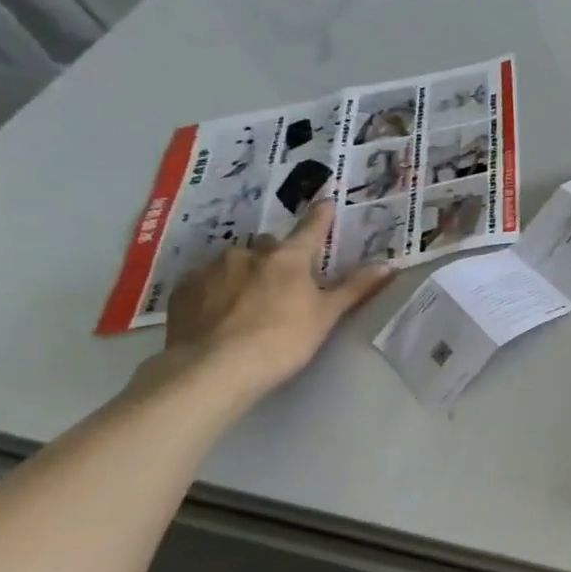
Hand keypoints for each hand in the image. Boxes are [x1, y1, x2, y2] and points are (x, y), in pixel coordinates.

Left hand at [156, 202, 393, 396]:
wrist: (213, 369)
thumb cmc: (282, 340)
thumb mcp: (326, 316)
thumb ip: (354, 288)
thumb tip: (387, 264)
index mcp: (287, 258)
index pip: (310, 230)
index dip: (321, 217)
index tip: (326, 202)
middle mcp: (248, 254)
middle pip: (268, 247)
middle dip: (276, 258)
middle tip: (283, 283)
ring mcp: (211, 270)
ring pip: (234, 264)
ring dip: (244, 275)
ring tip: (247, 304)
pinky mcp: (183, 292)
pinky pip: (205, 283)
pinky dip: (216, 292)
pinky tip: (219, 315)